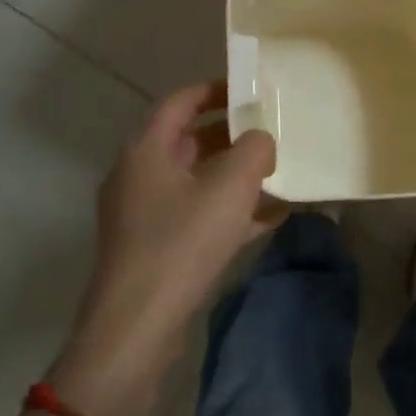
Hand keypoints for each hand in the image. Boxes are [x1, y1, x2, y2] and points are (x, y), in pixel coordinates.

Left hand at [52, 83, 284, 415]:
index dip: (215, 90)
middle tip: (272, 132)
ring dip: (234, 175)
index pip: (180, 102)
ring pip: (196, 181)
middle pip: (189, 141)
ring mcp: (144, 214)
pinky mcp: (155, 248)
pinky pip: (197, 215)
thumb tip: (261, 141)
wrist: (138, 325)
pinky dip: (229, 211)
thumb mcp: (230, 186)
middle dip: (232, 135)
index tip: (251, 90)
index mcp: (147, 150)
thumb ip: (254, 150)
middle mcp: (139, 175)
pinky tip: (270, 217)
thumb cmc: (182, 242)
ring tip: (278, 173)